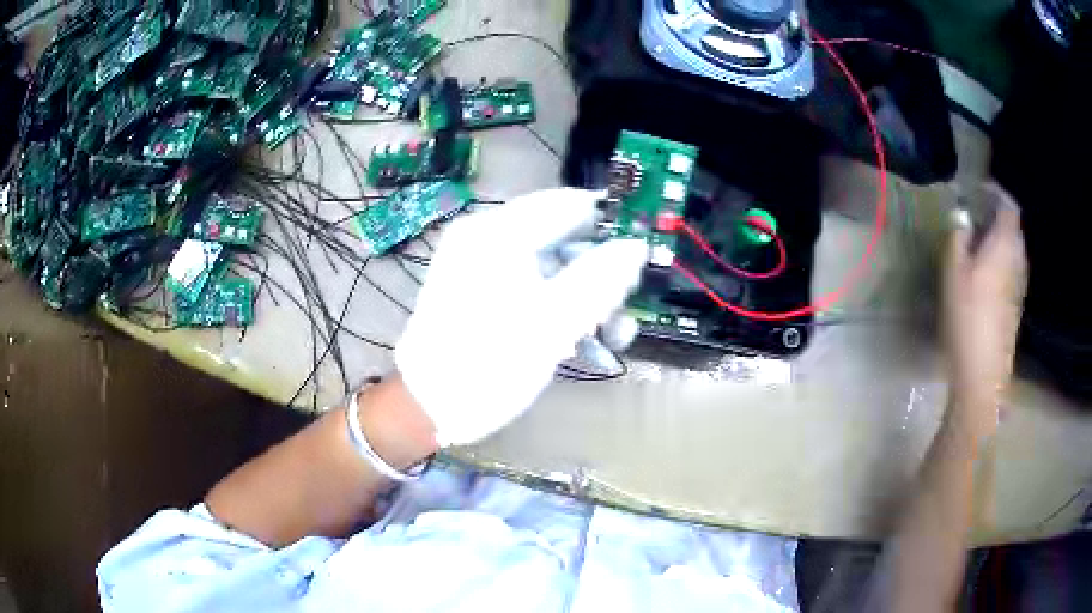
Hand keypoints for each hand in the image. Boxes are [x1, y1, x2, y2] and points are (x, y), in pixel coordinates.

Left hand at [395, 188, 648, 446]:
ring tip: (610, 334)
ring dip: (585, 294)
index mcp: (498, 232)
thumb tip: (636, 245)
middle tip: (626, 306)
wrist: (427, 408)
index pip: (570, 203)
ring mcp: (479, 263)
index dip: (612, 222)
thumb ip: (601, 278)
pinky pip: (530, 282)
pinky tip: (578, 338)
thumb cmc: (489, 365)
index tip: (646, 251)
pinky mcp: (478, 288)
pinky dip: (557, 304)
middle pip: (562, 234)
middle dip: (600, 270)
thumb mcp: (554, 322)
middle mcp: (486, 236)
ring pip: (550, 263)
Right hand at [942, 184, 1026, 437]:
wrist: (983, 375)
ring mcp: (1020, 285)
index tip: (978, 191)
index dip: (996, 193)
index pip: (1008, 206)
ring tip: (979, 243)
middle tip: (975, 216)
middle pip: (1013, 227)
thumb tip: (961, 215)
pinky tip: (986, 275)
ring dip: (1000, 240)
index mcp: (1005, 245)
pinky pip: (1012, 269)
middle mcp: (1018, 260)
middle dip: (997, 216)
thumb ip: (958, 237)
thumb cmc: (967, 318)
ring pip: (1013, 249)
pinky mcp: (1016, 305)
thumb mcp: (953, 272)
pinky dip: (1002, 261)